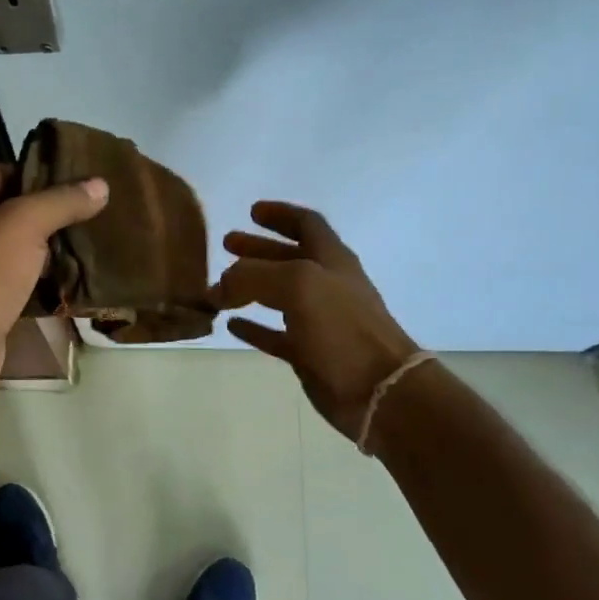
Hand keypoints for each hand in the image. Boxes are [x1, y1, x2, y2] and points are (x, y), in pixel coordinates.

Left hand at [0, 165, 107, 414]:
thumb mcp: (23, 225)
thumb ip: (60, 201)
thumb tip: (100, 184)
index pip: (4, 173)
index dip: (42, 174)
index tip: (85, 179)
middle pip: (12, 212)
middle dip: (52, 214)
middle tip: (97, 211)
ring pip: (18, 250)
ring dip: (51, 249)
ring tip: (94, 241)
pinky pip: (20, 282)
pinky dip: (44, 281)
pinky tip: (78, 279)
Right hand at [217, 202, 420, 445]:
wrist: (378, 389)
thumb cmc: (342, 326)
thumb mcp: (297, 284)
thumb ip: (252, 276)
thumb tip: (219, 287)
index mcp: (331, 259)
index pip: (306, 224)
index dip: (280, 214)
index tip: (252, 211)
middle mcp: (325, 285)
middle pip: (288, 258)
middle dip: (258, 248)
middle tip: (227, 244)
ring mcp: (318, 320)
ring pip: (278, 296)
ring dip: (250, 286)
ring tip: (219, 287)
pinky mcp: (308, 353)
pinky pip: (274, 334)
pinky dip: (253, 326)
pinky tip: (230, 324)